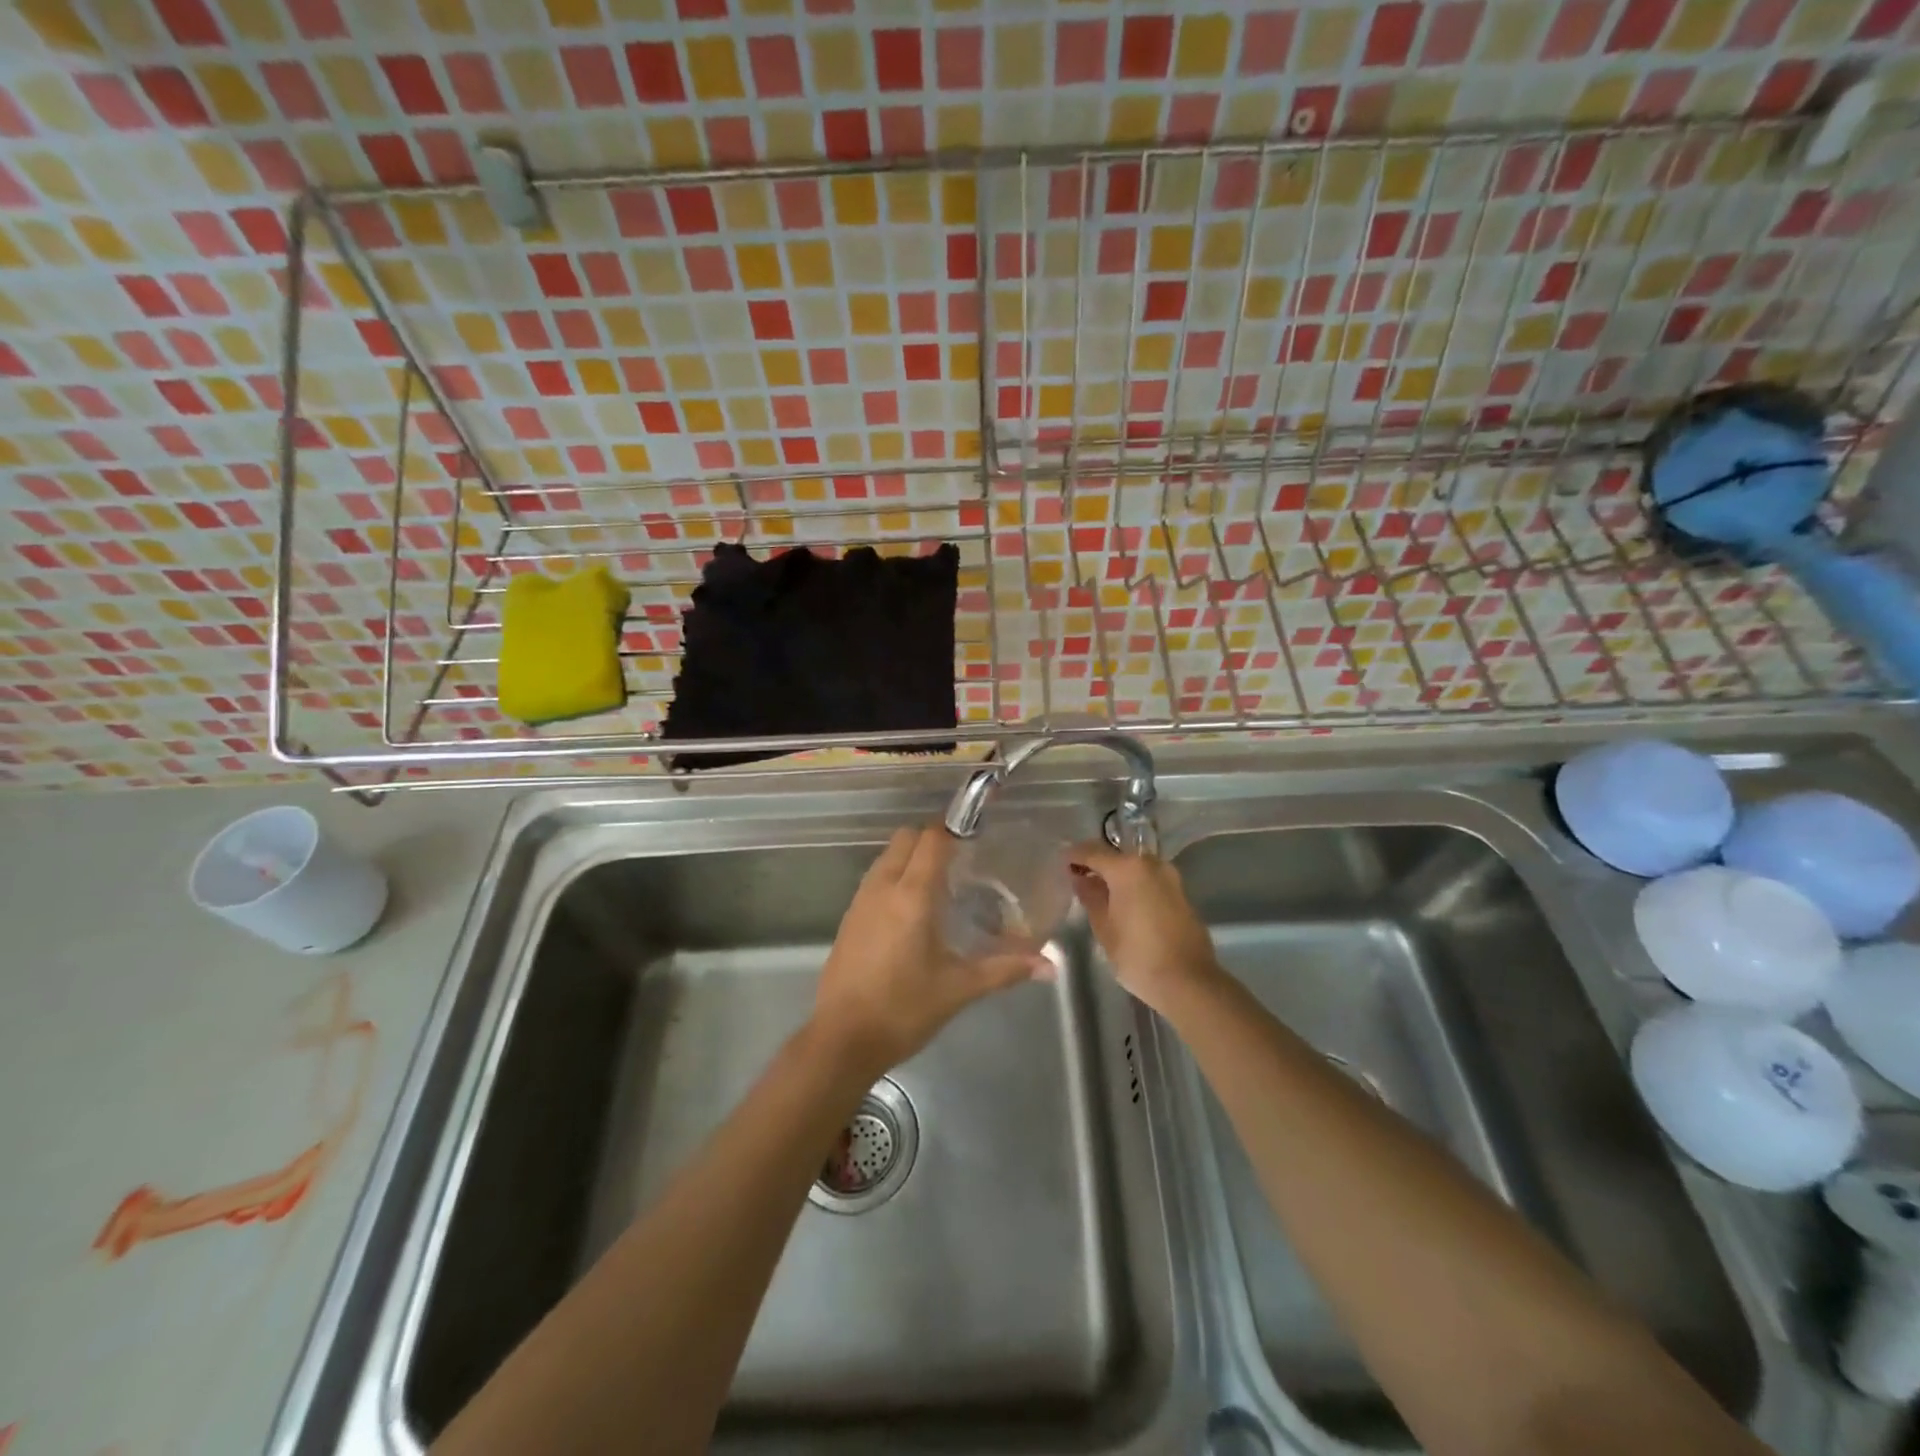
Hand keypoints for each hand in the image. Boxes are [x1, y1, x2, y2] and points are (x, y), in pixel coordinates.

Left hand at [812, 826, 1045, 1076]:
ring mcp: (861, 901)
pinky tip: (912, 911)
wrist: (842, 1039)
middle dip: (932, 839)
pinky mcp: (849, 918)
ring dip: (911, 856)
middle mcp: (883, 887)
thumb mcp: (959, 989)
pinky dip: (895, 876)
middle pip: (906, 838)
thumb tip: (1049, 966)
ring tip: (940, 884)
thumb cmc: (903, 1009)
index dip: (954, 831)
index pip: (932, 840)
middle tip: (962, 862)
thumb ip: (1004, 969)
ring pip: (887, 856)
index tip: (978, 839)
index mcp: (911, 895)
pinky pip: (875, 878)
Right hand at [1068, 842, 1223, 1014]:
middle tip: (1078, 878)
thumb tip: (1081, 879)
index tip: (1060, 863)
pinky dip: (1135, 886)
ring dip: (1117, 876)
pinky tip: (1124, 903)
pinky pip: (1150, 881)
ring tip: (1100, 893)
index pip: (1092, 851)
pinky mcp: (1181, 894)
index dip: (1073, 855)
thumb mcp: (1104, 928)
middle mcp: (1151, 864)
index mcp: (1128, 868)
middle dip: (1096, 864)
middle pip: (1116, 856)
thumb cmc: (1138, 955)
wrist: (1189, 982)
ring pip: (1135, 868)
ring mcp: (1170, 878)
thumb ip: (1090, 897)